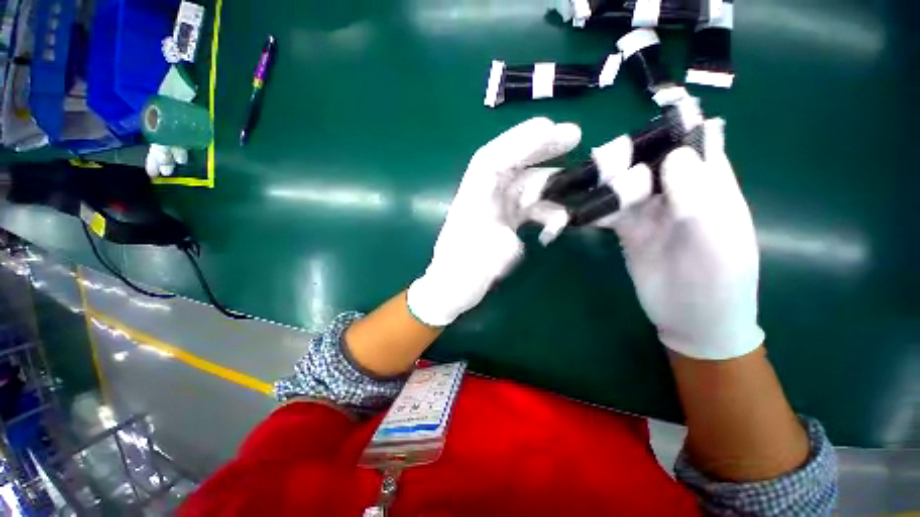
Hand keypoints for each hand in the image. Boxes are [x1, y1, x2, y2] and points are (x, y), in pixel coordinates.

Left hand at [408, 117, 580, 326]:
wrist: (452, 287)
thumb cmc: (461, 276)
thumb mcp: (480, 263)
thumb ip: (500, 247)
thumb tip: (519, 234)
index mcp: (472, 200)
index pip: (491, 161)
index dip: (518, 140)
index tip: (549, 128)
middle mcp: (483, 197)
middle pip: (510, 164)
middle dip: (539, 148)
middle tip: (574, 135)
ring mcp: (495, 208)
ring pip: (524, 184)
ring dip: (550, 184)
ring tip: (578, 187)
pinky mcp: (504, 220)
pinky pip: (528, 205)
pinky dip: (546, 208)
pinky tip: (558, 222)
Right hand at [602, 119, 763, 359]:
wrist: (692, 321)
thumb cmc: (716, 283)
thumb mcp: (714, 239)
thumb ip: (697, 195)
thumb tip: (675, 152)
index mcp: (711, 187)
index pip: (695, 144)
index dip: (673, 128)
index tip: (643, 125)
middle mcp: (678, 193)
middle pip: (651, 162)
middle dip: (629, 157)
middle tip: (603, 162)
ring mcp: (650, 212)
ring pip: (626, 185)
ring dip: (607, 182)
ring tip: (585, 182)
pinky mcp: (628, 230)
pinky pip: (610, 211)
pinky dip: (595, 207)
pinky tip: (579, 208)